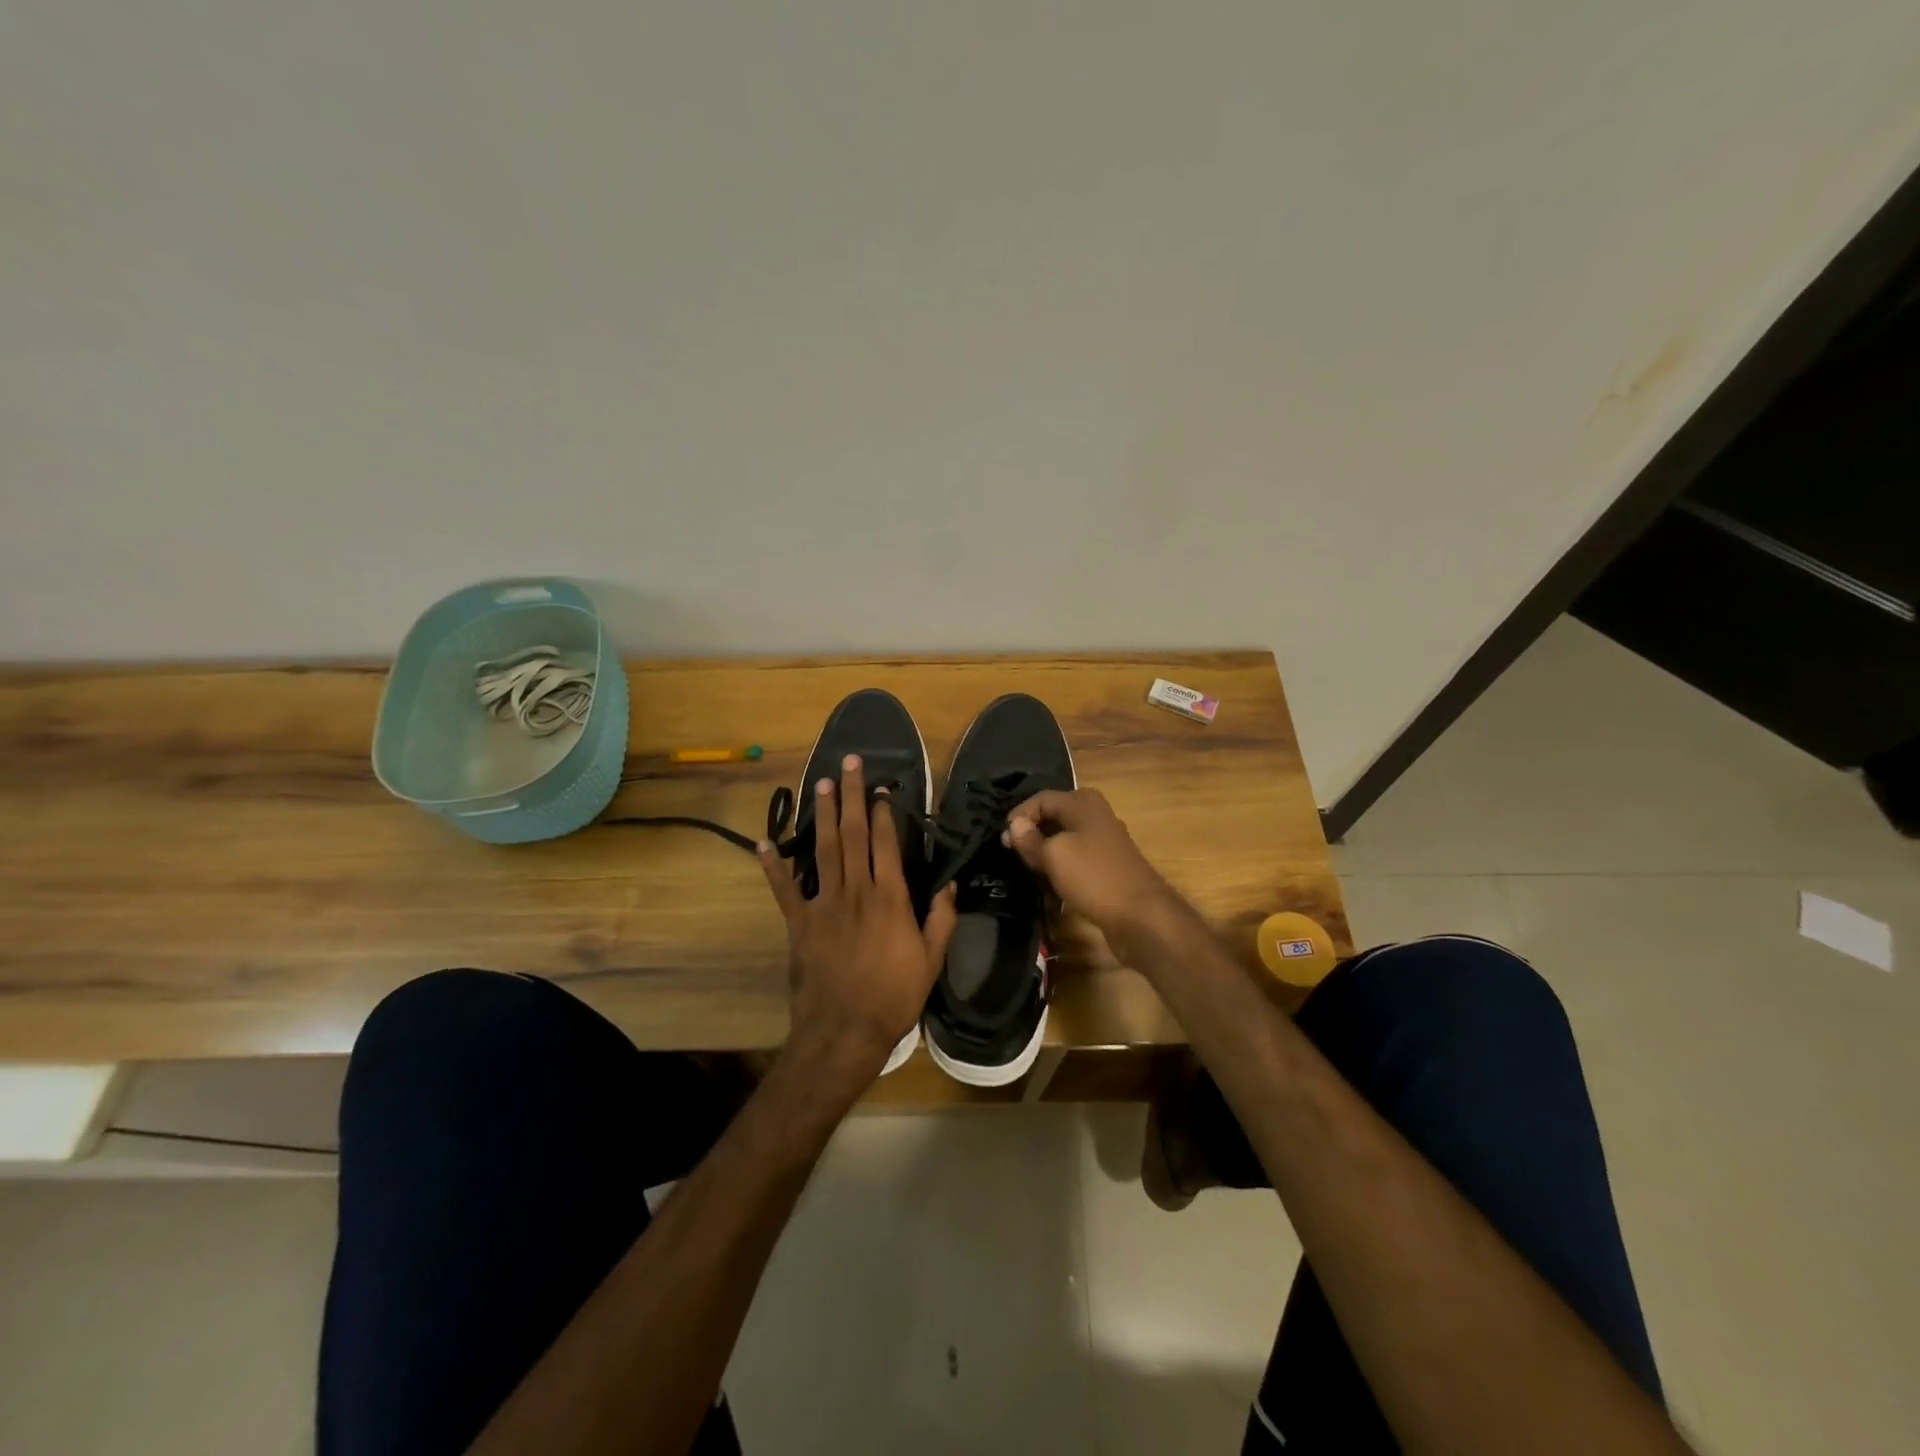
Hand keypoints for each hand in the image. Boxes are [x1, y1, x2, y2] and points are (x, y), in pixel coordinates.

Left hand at [758, 754, 957, 1088]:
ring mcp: (824, 904)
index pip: (886, 843)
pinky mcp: (799, 923)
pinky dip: (773, 866)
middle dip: (851, 796)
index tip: (880, 788)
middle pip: (852, 834)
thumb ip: (941, 919)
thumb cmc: (894, 996)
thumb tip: (950, 884)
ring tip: (819, 783)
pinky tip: (764, 842)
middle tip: (849, 763)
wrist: (844, 1031)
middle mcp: (856, 890)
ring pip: (822, 850)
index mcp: (890, 898)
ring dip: (821, 815)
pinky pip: (784, 889)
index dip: (883, 812)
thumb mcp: (931, 960)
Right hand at [1002, 788, 1178, 937]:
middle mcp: (1095, 814)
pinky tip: (1051, 882)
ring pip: (1065, 838)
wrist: (1141, 916)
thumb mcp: (1054, 856)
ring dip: (1046, 851)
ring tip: (1029, 868)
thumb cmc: (1093, 877)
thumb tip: (1015, 824)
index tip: (1003, 841)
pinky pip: (1076, 857)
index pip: (1041, 799)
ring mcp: (1104, 840)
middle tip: (1014, 853)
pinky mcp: (1107, 864)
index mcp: (1082, 803)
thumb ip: (1030, 839)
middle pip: (1054, 816)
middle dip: (1032, 833)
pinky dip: (1061, 866)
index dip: (1019, 816)